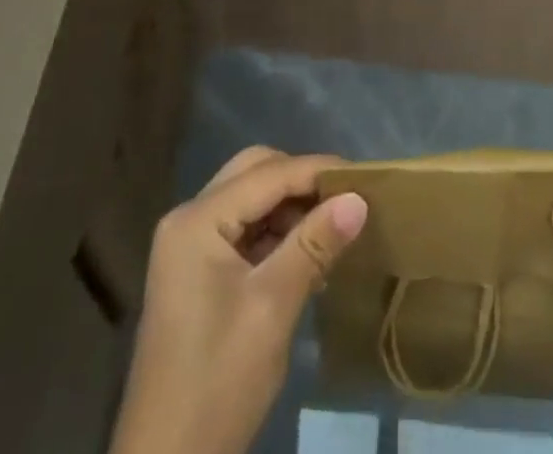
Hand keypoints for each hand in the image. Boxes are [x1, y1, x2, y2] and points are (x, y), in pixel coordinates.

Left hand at [113, 147, 368, 453]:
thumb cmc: (218, 382)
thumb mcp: (273, 307)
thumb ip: (315, 244)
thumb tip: (359, 198)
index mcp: (197, 221)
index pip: (268, 174)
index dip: (317, 171)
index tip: (364, 178)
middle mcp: (189, 220)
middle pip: (255, 173)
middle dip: (301, 181)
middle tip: (345, 199)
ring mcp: (190, 246)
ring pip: (251, 199)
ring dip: (291, 206)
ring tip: (333, 226)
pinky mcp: (197, 272)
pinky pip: (244, 228)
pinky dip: (277, 232)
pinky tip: (308, 253)